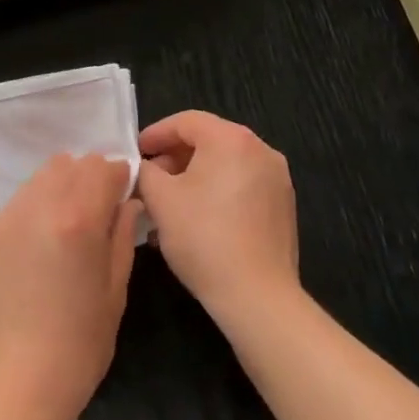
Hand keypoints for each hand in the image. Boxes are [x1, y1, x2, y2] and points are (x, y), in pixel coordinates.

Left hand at [0, 154, 141, 419]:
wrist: (11, 390)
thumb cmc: (77, 348)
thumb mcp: (114, 292)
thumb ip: (121, 236)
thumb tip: (126, 203)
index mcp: (77, 218)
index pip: (102, 167)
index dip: (118, 177)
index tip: (122, 195)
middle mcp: (36, 207)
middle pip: (67, 165)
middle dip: (86, 179)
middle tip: (94, 213)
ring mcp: (1, 221)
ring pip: (36, 183)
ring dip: (55, 193)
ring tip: (61, 235)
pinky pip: (11, 212)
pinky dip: (28, 219)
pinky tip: (31, 259)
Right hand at [137, 111, 298, 324]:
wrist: (258, 298)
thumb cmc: (204, 238)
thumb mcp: (160, 199)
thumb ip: (146, 171)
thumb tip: (146, 167)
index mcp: (232, 139)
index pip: (186, 121)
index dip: (156, 133)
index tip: (136, 151)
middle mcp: (260, 149)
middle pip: (209, 140)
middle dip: (175, 156)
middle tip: (150, 178)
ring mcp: (277, 179)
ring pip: (226, 165)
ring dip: (194, 176)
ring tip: (169, 202)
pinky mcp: (283, 207)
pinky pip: (242, 185)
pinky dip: (217, 192)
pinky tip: (197, 218)